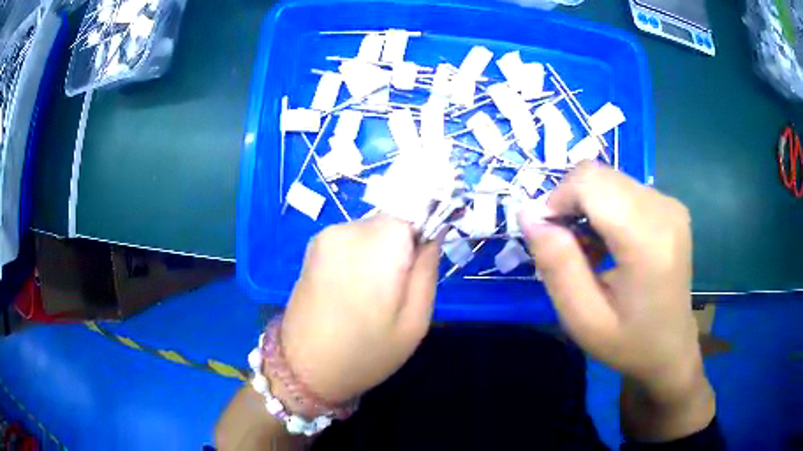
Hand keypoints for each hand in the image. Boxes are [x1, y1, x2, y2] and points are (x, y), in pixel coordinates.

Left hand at [279, 215, 440, 407]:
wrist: (303, 369)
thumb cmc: (366, 352)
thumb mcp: (415, 321)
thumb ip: (428, 270)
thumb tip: (434, 233)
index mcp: (377, 244)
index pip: (413, 211)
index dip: (423, 234)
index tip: (420, 267)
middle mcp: (347, 229)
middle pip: (391, 220)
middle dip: (402, 246)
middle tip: (397, 289)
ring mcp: (325, 236)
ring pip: (371, 230)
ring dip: (380, 252)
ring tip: (372, 294)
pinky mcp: (312, 247)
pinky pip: (351, 239)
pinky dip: (360, 256)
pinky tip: (353, 290)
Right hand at [517, 162, 713, 439]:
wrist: (671, 348)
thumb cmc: (628, 342)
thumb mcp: (583, 319)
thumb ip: (557, 265)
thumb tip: (528, 215)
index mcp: (647, 240)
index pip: (590, 183)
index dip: (558, 199)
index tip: (547, 237)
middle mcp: (663, 209)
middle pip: (598, 175)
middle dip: (570, 202)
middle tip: (566, 247)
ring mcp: (670, 204)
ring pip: (608, 178)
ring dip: (587, 206)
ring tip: (588, 250)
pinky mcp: (670, 206)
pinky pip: (623, 188)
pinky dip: (604, 207)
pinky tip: (607, 242)